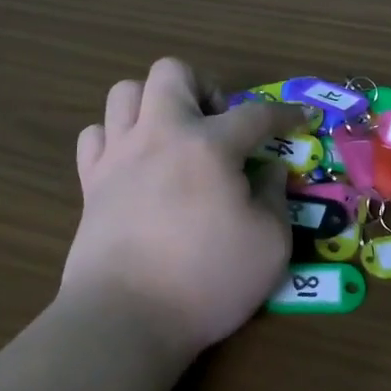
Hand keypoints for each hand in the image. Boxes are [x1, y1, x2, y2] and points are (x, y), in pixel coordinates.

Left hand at [63, 58, 305, 357]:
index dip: (285, 114)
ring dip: (153, 104)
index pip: (256, 114)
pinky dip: (114, 138)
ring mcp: (118, 155)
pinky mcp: (89, 182)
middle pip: (172, 71)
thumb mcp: (269, 246)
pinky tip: (133, 163)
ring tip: (173, 137)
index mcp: (209, 145)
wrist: (125, 319)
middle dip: (202, 86)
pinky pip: (94, 135)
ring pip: (125, 92)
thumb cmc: (206, 281)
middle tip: (217, 125)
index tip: (301, 120)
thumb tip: (269, 171)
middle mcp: (159, 134)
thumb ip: (275, 199)